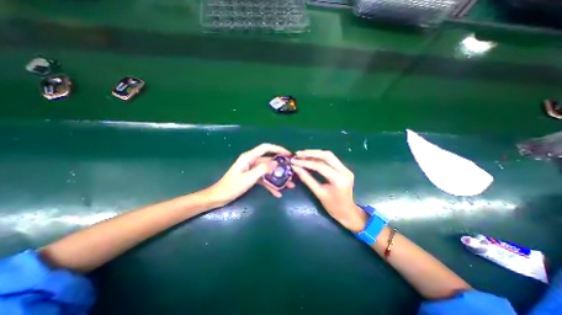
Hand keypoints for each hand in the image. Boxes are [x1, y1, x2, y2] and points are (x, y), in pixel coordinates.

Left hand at [206, 143, 294, 206]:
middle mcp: (252, 161)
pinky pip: (264, 179)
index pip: (266, 148)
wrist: (220, 197)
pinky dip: (271, 185)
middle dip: (281, 167)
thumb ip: (262, 169)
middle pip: (269, 161)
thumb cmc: (232, 186)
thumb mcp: (248, 178)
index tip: (288, 154)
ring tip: (289, 185)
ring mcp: (252, 170)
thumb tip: (276, 163)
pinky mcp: (252, 177)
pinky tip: (277, 193)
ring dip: (278, 178)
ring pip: (268, 171)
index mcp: (249, 157)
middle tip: (292, 172)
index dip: (277, 149)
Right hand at [293, 149, 366, 232]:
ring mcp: (346, 169)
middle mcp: (345, 171)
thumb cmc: (333, 206)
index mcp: (339, 180)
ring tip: (302, 154)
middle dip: (311, 153)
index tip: (295, 161)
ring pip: (329, 155)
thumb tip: (296, 168)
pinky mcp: (344, 169)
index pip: (321, 166)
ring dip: (315, 154)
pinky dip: (319, 157)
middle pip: (327, 155)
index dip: (306, 163)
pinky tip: (310, 158)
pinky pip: (331, 159)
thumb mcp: (318, 193)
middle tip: (298, 154)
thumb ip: (307, 179)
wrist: (348, 212)